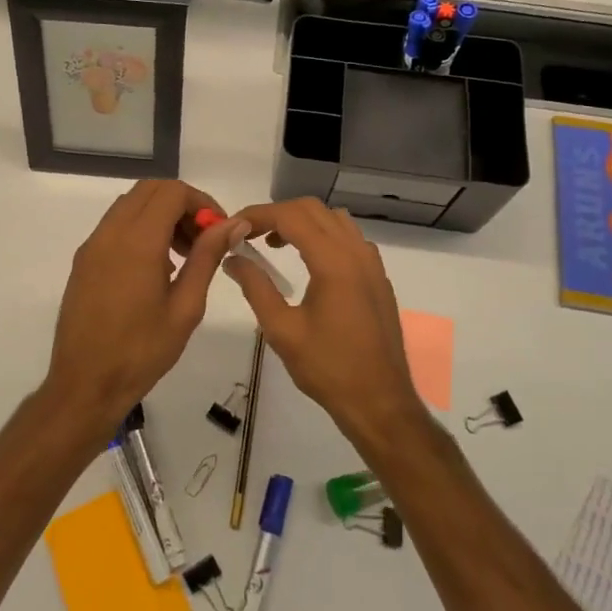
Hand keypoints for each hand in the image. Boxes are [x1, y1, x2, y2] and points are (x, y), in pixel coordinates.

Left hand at [44, 180, 239, 427]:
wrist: (85, 384)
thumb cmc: (142, 351)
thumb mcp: (186, 306)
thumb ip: (207, 257)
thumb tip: (233, 224)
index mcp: (137, 242)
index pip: (172, 192)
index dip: (202, 203)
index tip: (219, 231)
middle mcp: (110, 233)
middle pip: (150, 190)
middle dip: (182, 205)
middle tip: (203, 240)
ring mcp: (92, 246)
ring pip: (130, 205)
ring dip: (160, 215)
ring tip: (183, 256)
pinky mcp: (83, 261)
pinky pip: (115, 226)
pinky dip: (140, 229)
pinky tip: (156, 268)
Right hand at [226, 198, 421, 438]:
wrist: (379, 401)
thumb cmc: (328, 368)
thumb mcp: (282, 330)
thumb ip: (255, 287)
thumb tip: (232, 258)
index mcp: (334, 262)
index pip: (291, 216)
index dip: (258, 214)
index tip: (233, 226)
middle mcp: (357, 253)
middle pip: (313, 209)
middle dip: (278, 214)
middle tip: (250, 235)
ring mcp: (372, 264)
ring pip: (334, 220)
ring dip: (303, 222)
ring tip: (276, 245)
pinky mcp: (378, 278)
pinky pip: (349, 238)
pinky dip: (324, 236)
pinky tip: (308, 263)